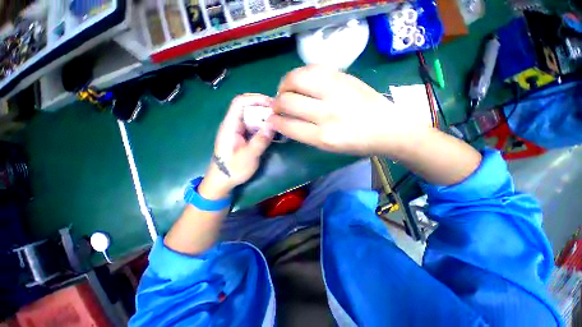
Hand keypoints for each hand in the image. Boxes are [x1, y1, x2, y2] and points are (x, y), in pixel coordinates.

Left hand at [199, 94, 273, 198]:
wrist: (222, 181)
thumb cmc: (232, 170)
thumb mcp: (248, 157)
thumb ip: (260, 141)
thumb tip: (273, 125)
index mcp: (230, 126)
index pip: (240, 102)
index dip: (255, 99)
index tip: (272, 104)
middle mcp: (233, 124)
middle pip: (247, 107)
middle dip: (263, 107)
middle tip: (278, 114)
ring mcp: (238, 131)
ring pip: (251, 117)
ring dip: (264, 117)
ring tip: (278, 122)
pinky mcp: (242, 137)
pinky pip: (253, 126)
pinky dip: (263, 126)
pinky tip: (272, 131)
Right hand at [269, 65, 431, 155]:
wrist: (387, 127)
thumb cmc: (356, 143)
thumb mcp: (329, 147)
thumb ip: (306, 134)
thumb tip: (285, 121)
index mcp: (324, 137)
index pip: (288, 126)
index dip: (275, 122)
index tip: (271, 119)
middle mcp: (327, 114)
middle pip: (288, 101)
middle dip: (276, 103)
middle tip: (277, 105)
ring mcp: (335, 91)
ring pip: (296, 79)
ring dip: (284, 85)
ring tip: (285, 90)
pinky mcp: (342, 76)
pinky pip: (311, 69)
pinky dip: (299, 74)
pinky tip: (300, 82)